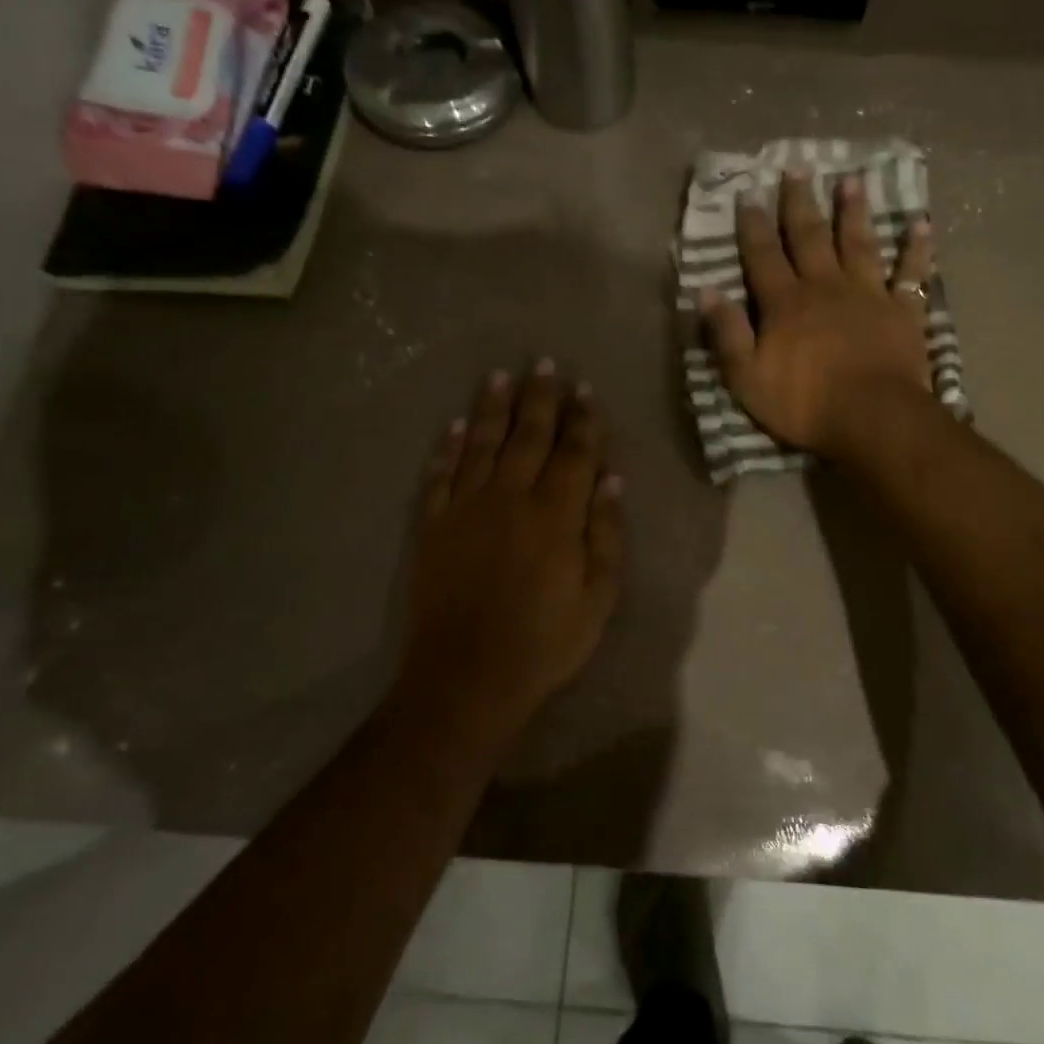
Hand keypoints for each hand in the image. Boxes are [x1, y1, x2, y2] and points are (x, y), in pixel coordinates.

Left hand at [402, 361, 623, 736]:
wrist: (465, 679)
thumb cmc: (544, 643)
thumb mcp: (598, 598)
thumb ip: (606, 534)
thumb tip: (611, 479)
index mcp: (556, 514)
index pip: (574, 452)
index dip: (582, 419)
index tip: (584, 389)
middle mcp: (510, 498)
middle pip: (528, 436)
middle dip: (539, 398)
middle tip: (543, 364)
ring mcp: (465, 509)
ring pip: (481, 444)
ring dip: (491, 408)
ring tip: (499, 377)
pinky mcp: (432, 527)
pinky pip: (440, 476)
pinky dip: (447, 448)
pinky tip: (454, 427)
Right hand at [699, 167, 935, 459]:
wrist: (872, 417)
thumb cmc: (804, 403)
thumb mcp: (747, 377)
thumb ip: (728, 333)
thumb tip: (706, 292)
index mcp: (786, 303)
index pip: (763, 257)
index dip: (753, 226)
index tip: (748, 194)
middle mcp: (825, 287)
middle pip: (810, 238)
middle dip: (800, 203)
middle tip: (797, 168)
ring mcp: (868, 295)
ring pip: (859, 244)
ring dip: (854, 212)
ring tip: (852, 180)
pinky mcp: (903, 311)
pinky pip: (911, 273)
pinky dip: (917, 248)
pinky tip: (921, 224)